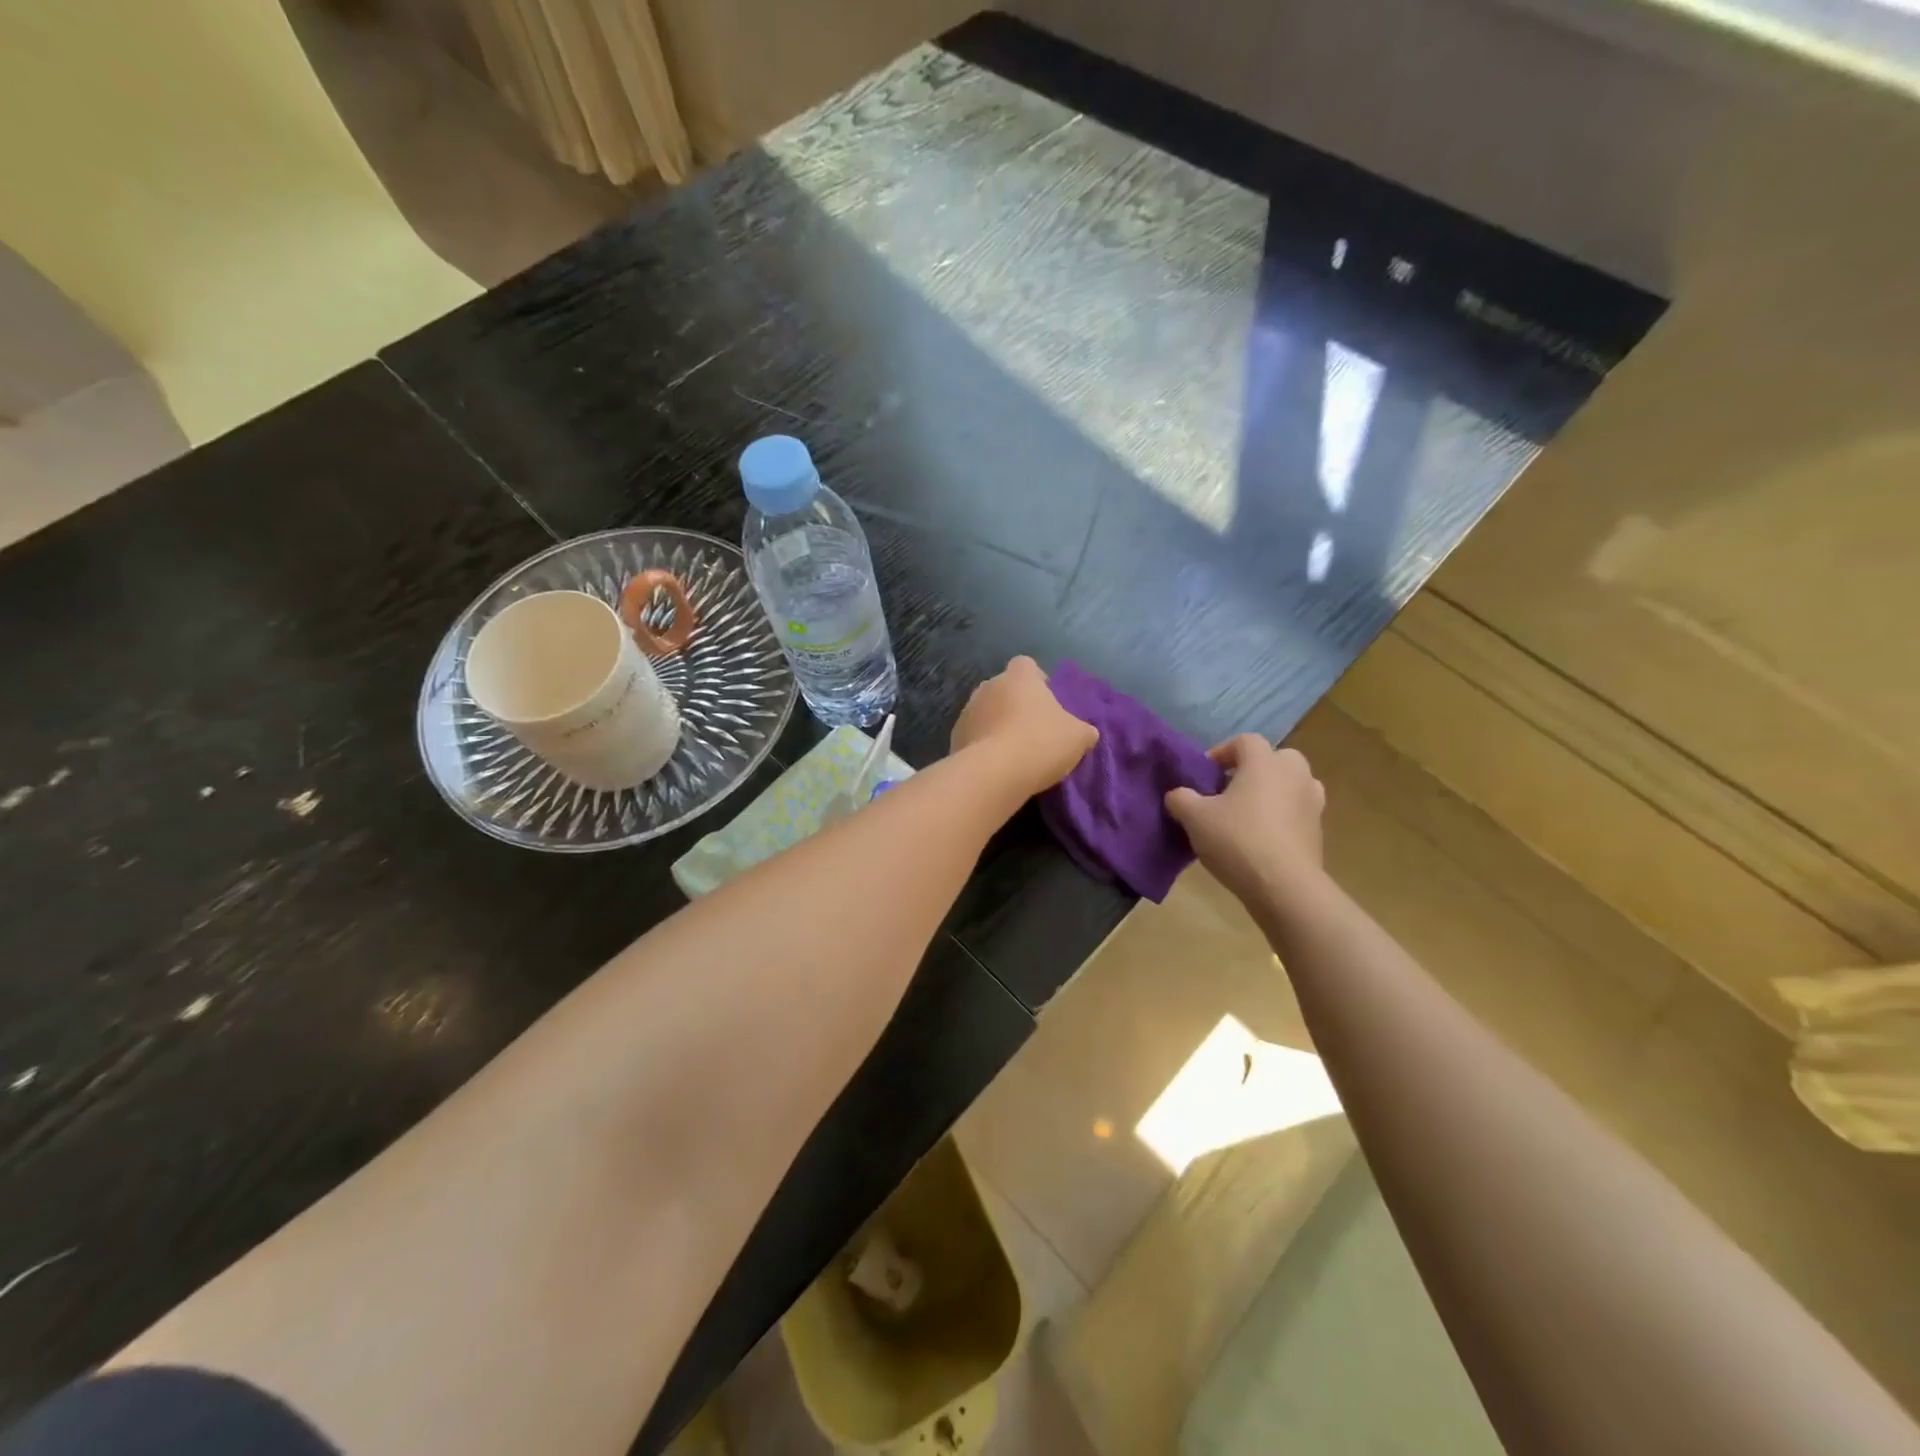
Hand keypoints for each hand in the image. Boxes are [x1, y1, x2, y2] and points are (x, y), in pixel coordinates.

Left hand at [951, 657, 1098, 794]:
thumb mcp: (1078, 737)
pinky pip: (974, 736)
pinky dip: (984, 746)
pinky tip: (997, 767)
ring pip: (987, 713)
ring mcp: (967, 710)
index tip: (1048, 704)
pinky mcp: (954, 737)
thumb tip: (1084, 732)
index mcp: (1019, 676)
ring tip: (1014, 753)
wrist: (993, 774)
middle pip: (1005, 689)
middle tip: (1034, 731)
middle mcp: (989, 685)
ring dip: (998, 726)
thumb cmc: (1041, 743)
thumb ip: (1083, 729)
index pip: (1027, 665)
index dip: (1038, 681)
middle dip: (1016, 705)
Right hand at [1165, 736, 1326, 907]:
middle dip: (1252, 770)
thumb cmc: (1237, 840)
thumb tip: (1177, 795)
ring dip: (1270, 793)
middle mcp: (1294, 774)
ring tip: (1246, 815)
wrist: (1284, 886)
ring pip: (1290, 785)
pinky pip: (1296, 812)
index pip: (1244, 740)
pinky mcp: (1318, 830)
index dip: (1221, 752)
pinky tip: (1261, 839)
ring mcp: (1312, 802)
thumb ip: (1180, 799)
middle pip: (1274, 759)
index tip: (1205, 776)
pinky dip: (1281, 817)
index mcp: (1265, 762)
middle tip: (1228, 792)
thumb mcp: (1194, 818)